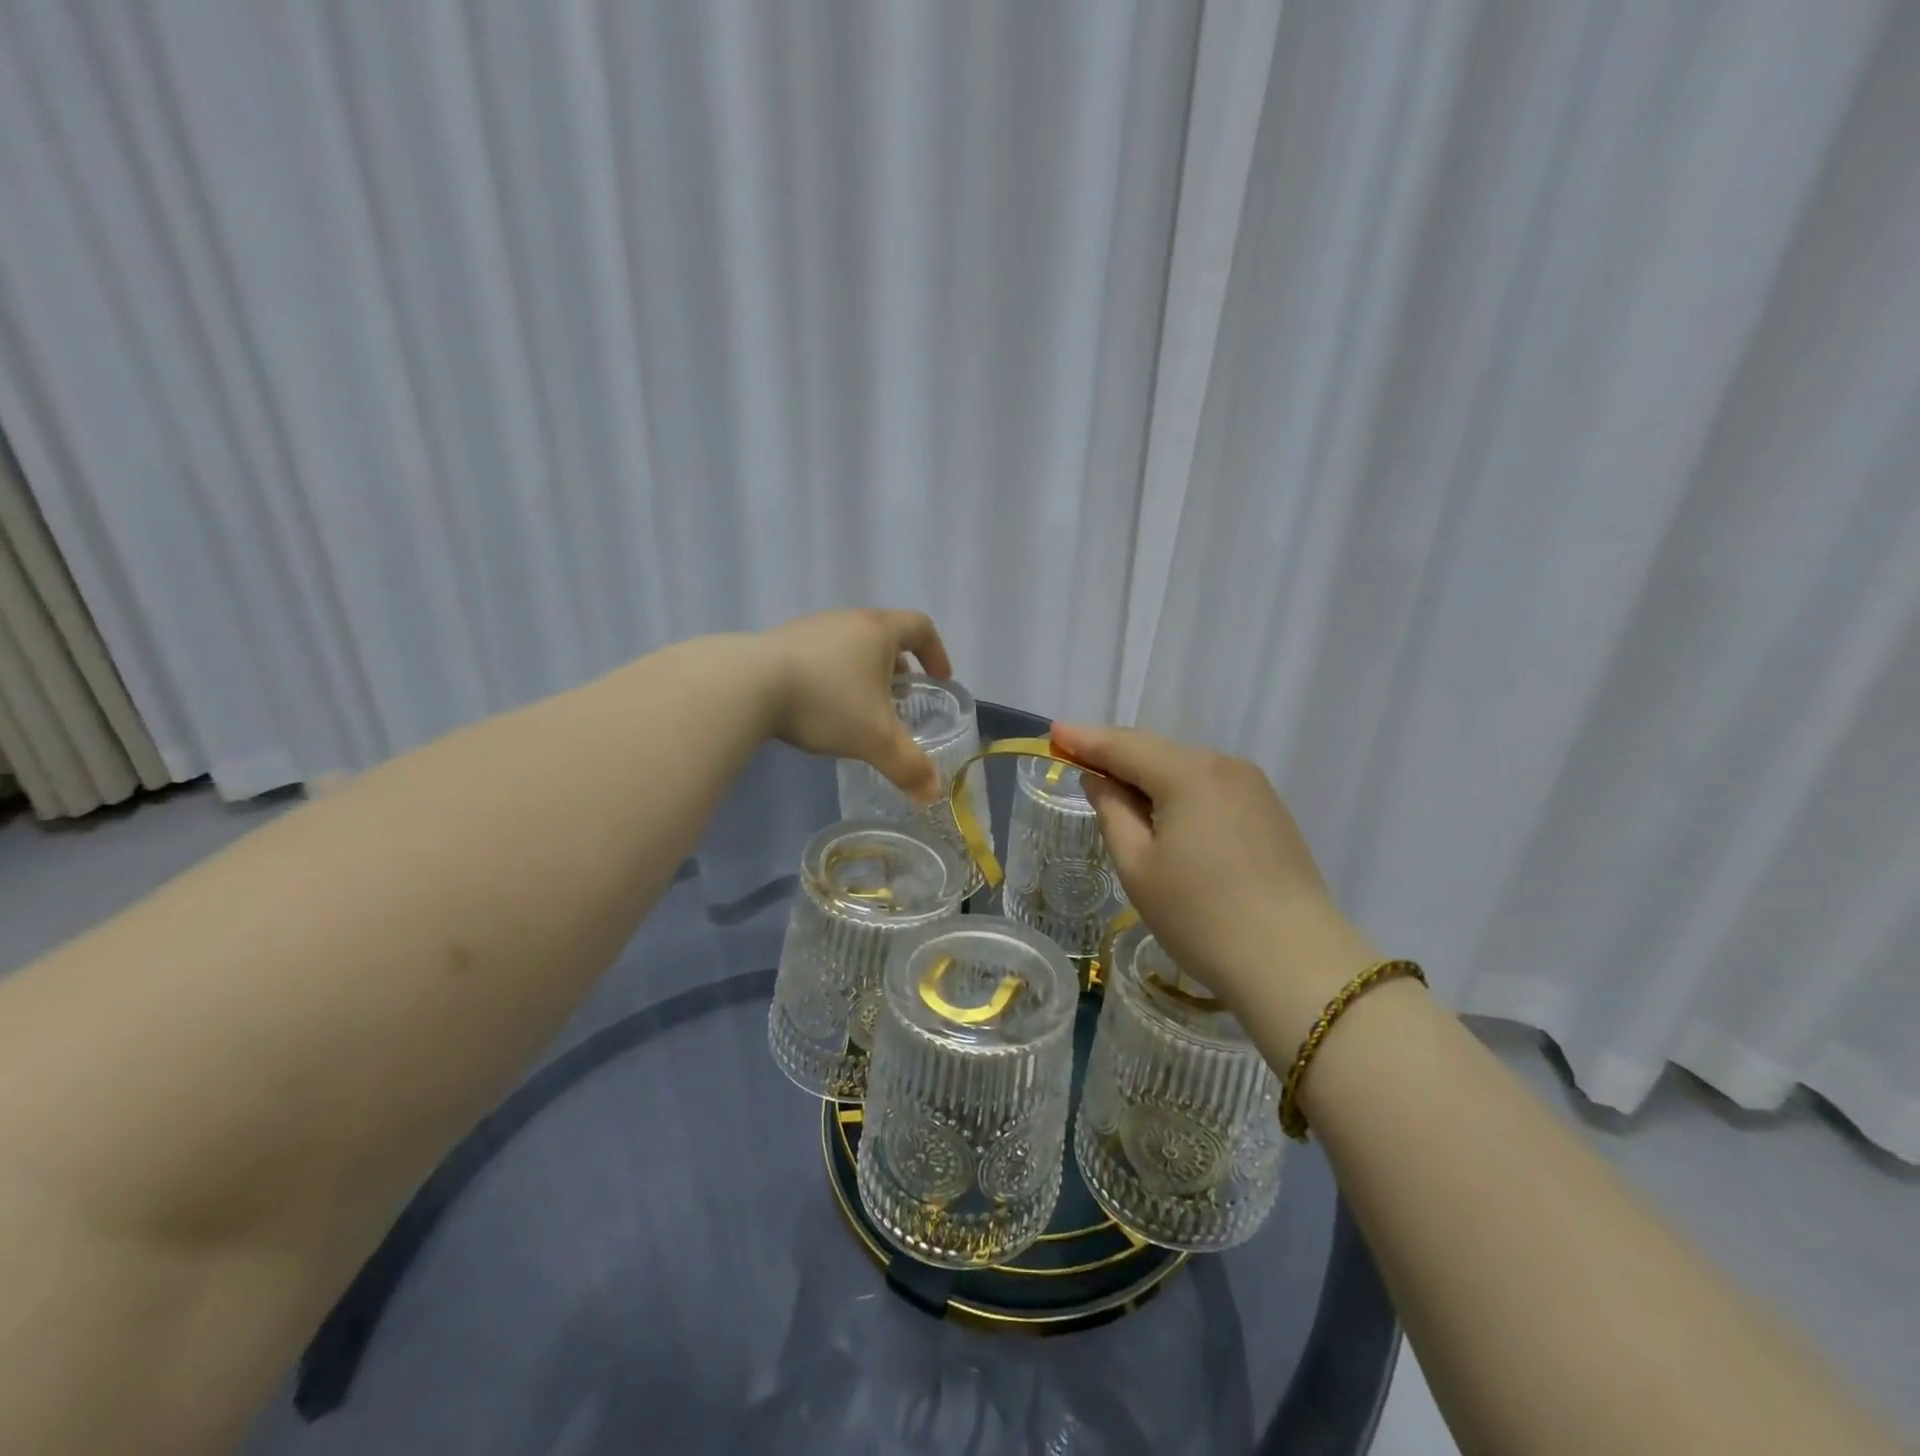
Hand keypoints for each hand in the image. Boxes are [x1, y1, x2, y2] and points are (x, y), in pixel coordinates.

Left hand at [758, 609, 952, 801]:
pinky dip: (831, 676)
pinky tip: (818, 708)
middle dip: (898, 667)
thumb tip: (933, 795)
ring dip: (862, 672)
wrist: (745, 686)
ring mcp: (809, 629)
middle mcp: (846, 620)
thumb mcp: (875, 739)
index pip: (920, 627)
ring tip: (859, 708)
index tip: (939, 679)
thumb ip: (908, 765)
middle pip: (883, 635)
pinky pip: (818, 656)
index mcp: (878, 631)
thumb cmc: (826, 702)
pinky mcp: (779, 643)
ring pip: (849, 645)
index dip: (936, 652)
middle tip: (900, 700)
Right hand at [1050, 723, 1377, 1033]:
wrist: (1294, 962)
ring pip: (1186, 768)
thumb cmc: (1200, 916)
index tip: (1054, 731)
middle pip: (1156, 751)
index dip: (1085, 739)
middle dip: (1116, 754)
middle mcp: (1224, 765)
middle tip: (1077, 758)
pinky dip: (1179, 791)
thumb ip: (1112, 811)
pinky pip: (1211, 787)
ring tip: (1117, 791)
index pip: (1124, 745)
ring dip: (1148, 775)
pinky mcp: (1270, 811)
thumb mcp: (1138, 866)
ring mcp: (1254, 787)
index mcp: (1187, 773)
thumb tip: (1099, 779)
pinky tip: (1165, 812)